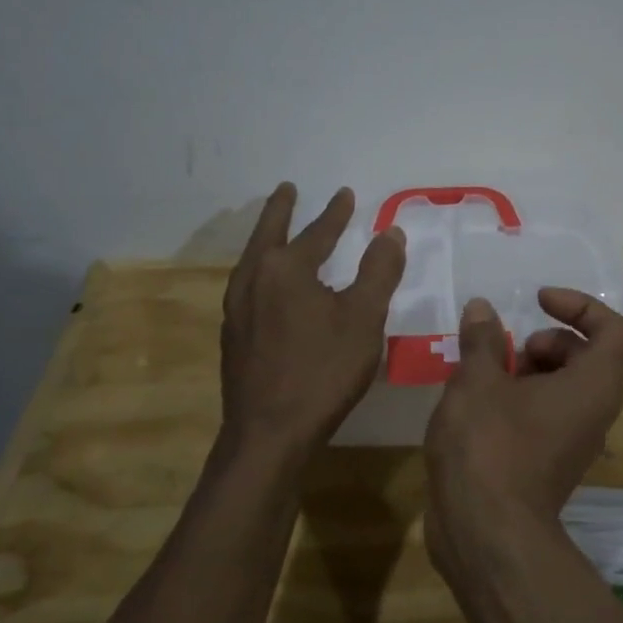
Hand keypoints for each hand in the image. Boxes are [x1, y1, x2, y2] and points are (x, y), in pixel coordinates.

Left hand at [218, 183, 405, 468]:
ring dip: (268, 239)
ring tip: (277, 231)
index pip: (316, 232)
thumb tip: (390, 231)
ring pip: (253, 260)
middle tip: (287, 189)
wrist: (268, 433)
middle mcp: (253, 280)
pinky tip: (269, 286)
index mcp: (285, 269)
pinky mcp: (232, 335)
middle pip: (269, 234)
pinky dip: (262, 270)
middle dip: (281, 210)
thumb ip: (379, 271)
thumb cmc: (322, 371)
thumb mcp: (364, 318)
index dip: (336, 214)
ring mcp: (236, 309)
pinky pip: (248, 286)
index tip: (346, 194)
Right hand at [423, 288, 622, 564]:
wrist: (485, 533)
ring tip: (484, 376)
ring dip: (528, 370)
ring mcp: (573, 440)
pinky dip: (520, 398)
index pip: (614, 330)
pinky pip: (546, 414)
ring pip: (563, 387)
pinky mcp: (550, 462)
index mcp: (593, 385)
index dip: (580, 306)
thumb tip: (482, 309)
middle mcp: (594, 412)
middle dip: (548, 341)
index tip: (539, 302)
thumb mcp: (478, 380)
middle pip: (587, 356)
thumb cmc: (489, 444)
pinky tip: (478, 404)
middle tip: (509, 350)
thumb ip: (483, 339)